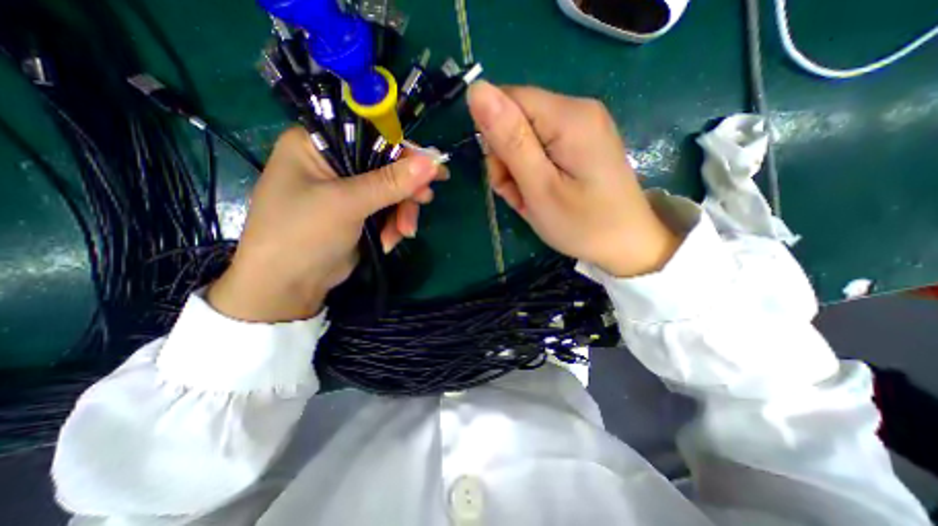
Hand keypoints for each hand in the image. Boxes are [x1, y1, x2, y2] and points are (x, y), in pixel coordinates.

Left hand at [206, 129, 441, 321]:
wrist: (289, 285)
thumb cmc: (303, 234)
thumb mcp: (347, 204)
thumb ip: (390, 182)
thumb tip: (432, 162)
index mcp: (317, 146)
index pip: (371, 136)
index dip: (405, 151)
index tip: (434, 168)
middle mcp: (333, 164)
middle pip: (386, 167)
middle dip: (406, 190)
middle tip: (424, 201)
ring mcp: (348, 191)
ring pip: (391, 193)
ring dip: (402, 213)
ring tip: (404, 232)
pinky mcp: (358, 214)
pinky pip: (387, 212)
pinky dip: (393, 226)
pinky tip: (389, 241)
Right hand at [468, 80, 674, 277]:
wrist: (627, 244)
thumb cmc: (582, 223)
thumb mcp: (539, 187)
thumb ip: (509, 139)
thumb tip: (476, 90)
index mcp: (568, 116)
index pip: (507, 100)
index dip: (494, 137)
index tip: (504, 174)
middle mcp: (577, 109)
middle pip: (516, 119)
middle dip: (507, 159)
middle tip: (521, 194)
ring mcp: (582, 126)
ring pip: (524, 137)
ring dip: (517, 170)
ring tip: (531, 200)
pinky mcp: (581, 142)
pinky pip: (541, 148)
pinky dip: (532, 172)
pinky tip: (541, 193)